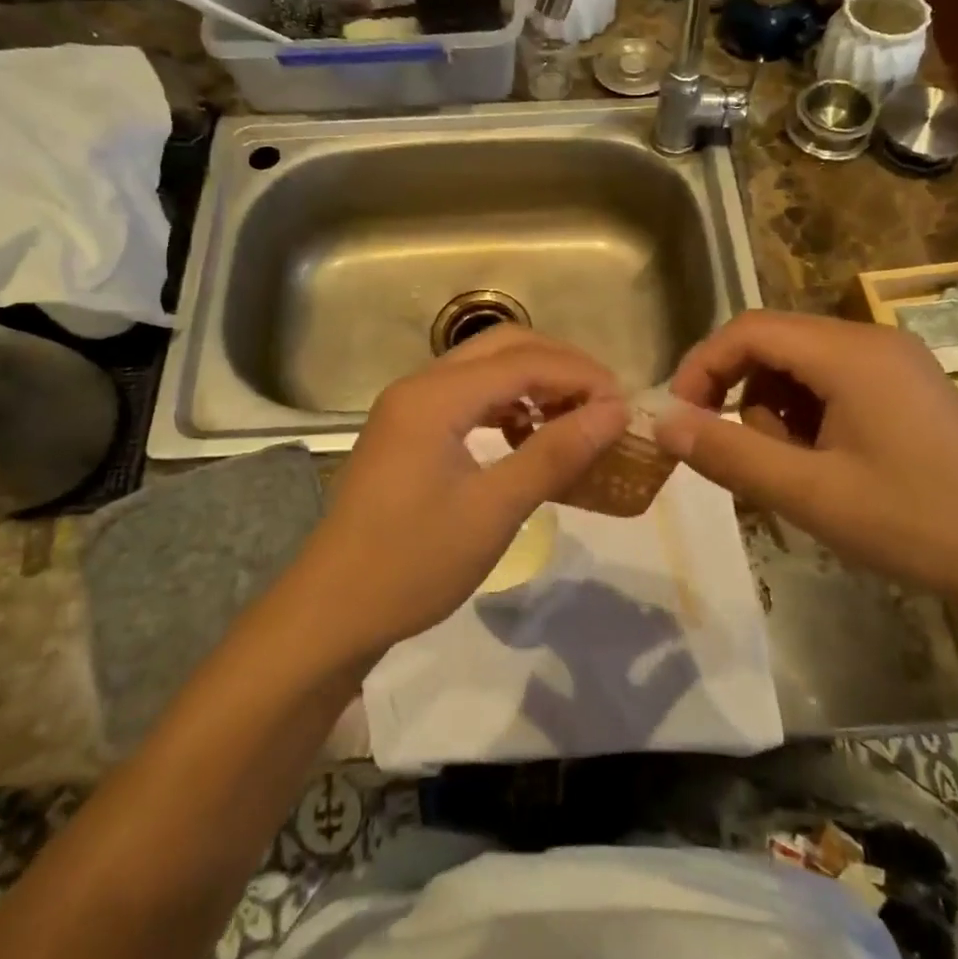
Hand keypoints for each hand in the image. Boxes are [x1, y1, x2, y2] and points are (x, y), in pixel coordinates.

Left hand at [298, 327, 629, 658]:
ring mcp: (409, 407)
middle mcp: (419, 386)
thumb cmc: (413, 563)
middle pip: (503, 347)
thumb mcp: (494, 510)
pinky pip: (468, 397)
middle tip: (604, 402)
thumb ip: (555, 453)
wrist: (333, 610)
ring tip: (576, 416)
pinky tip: (529, 435)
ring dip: (533, 382)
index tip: (624, 405)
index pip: (523, 361)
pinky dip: (506, 405)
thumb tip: (615, 412)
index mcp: (434, 397)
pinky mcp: (408, 430)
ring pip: (484, 369)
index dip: (580, 375)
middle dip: (560, 366)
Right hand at [653, 310, 957, 600]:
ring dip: (775, 411)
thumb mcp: (808, 493)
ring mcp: (895, 363)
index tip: (681, 417)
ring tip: (795, 471)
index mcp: (850, 353)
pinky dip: (808, 417)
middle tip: (738, 453)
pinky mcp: (907, 389)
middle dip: (740, 394)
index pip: (749, 330)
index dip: (703, 366)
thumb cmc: (913, 524)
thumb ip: (729, 452)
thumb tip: (662, 422)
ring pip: (800, 366)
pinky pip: (833, 383)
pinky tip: (826, 466)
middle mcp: (872, 341)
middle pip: (774, 344)